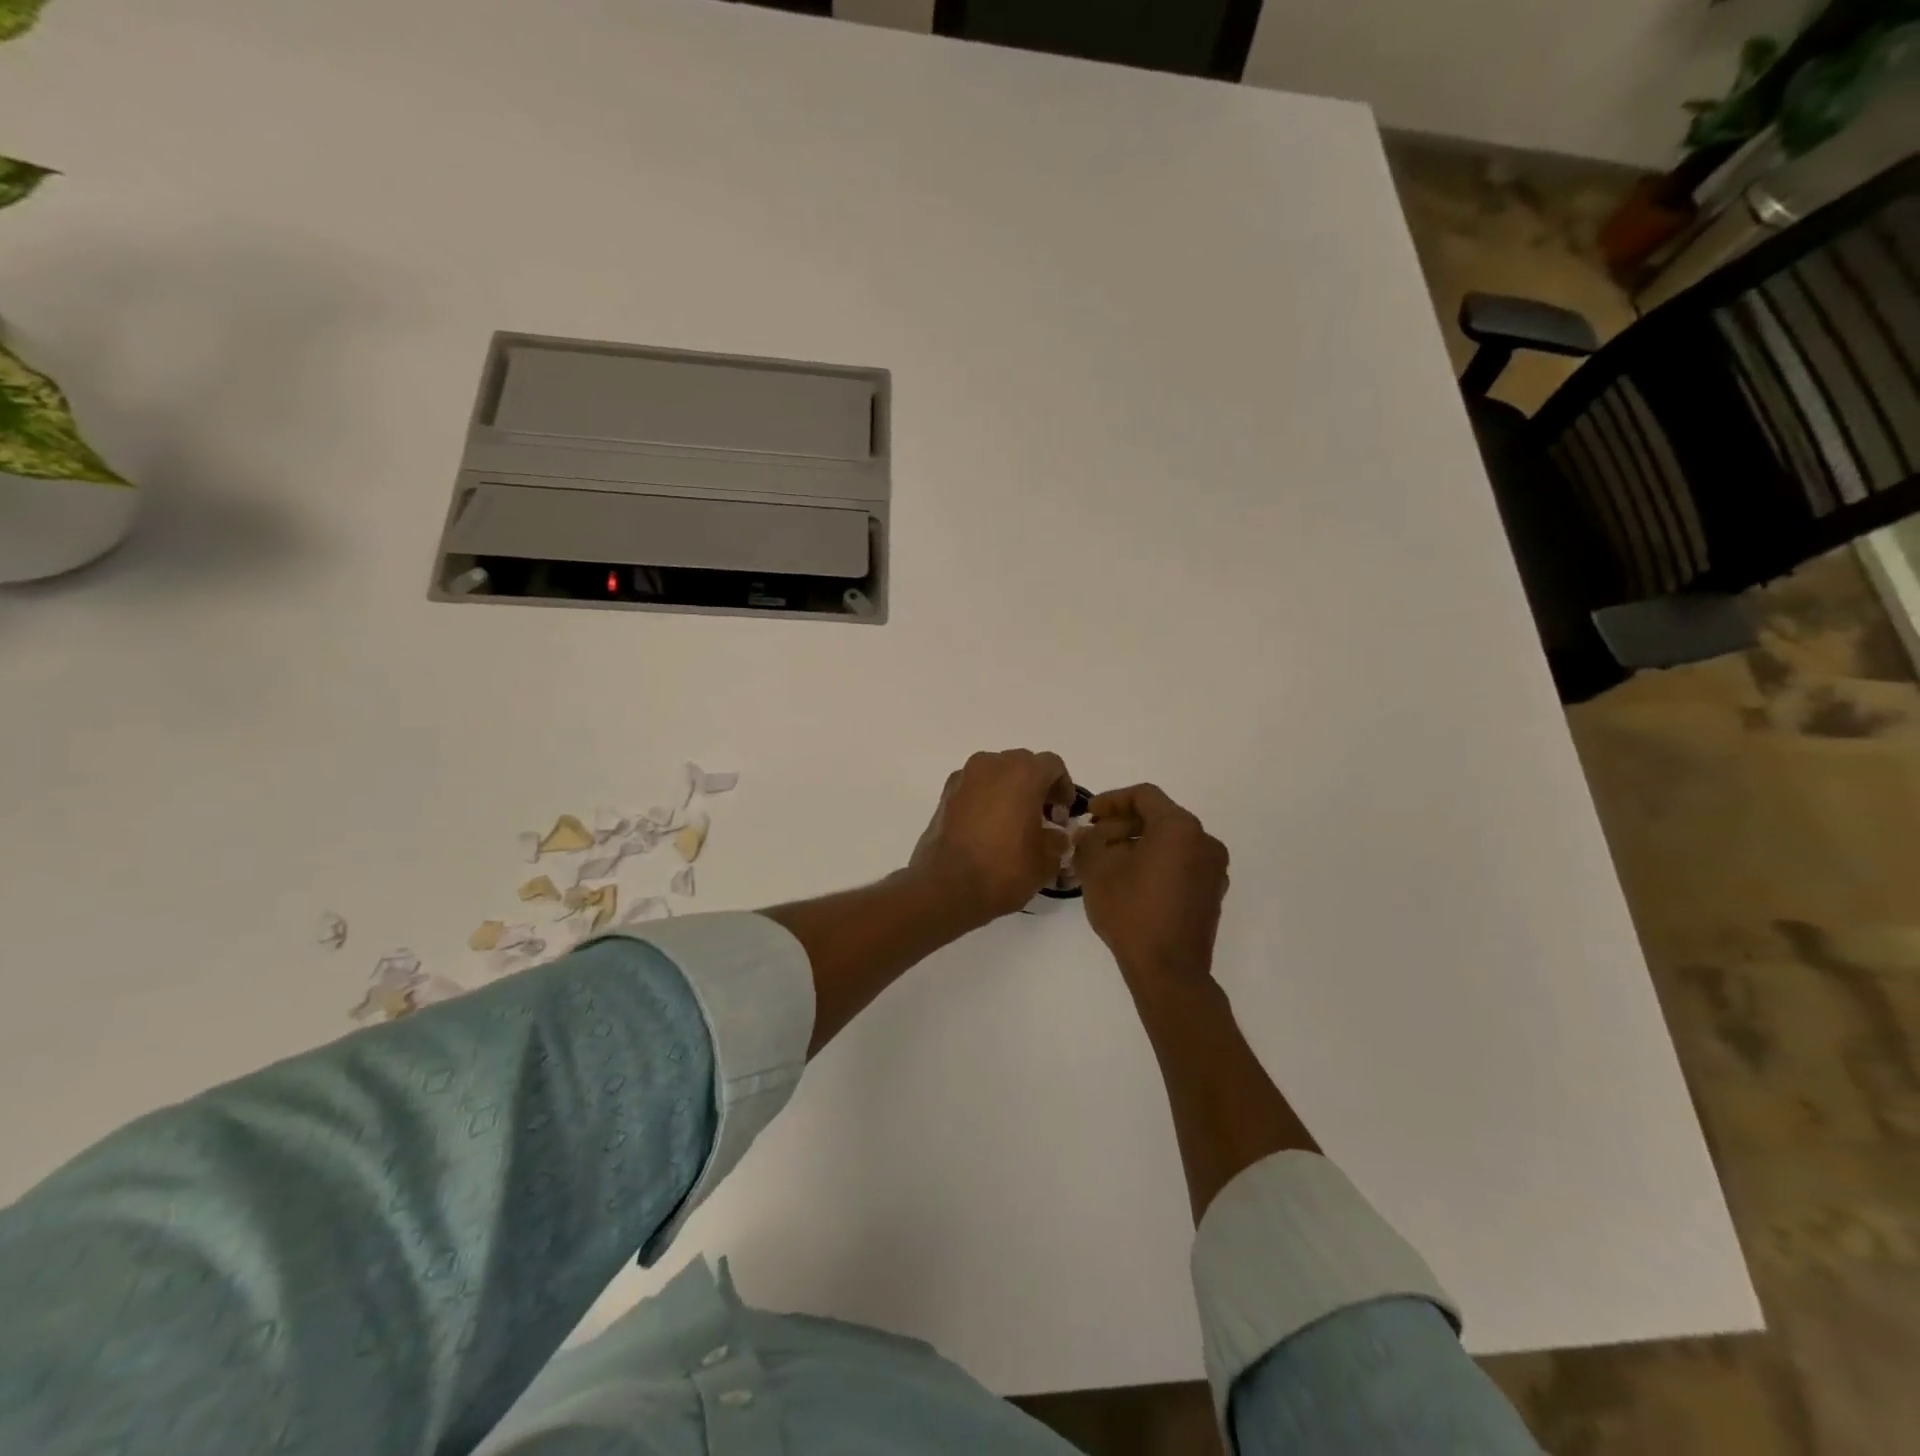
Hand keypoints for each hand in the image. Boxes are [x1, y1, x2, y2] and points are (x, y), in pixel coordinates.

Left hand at [909, 750, 1073, 927]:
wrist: (946, 887)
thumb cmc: (1004, 869)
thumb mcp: (1046, 860)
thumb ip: (1058, 839)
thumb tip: (1055, 835)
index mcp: (1022, 772)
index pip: (1052, 765)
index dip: (1063, 788)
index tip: (1063, 814)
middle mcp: (992, 765)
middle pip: (1022, 764)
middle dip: (1036, 787)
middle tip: (1042, 817)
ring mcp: (964, 777)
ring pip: (996, 774)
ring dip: (1009, 791)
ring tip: (1014, 824)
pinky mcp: (945, 795)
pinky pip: (974, 788)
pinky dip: (986, 800)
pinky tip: (989, 829)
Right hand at [1073, 784, 1228, 988]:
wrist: (1169, 971)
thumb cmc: (1132, 912)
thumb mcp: (1098, 871)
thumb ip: (1089, 841)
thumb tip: (1088, 834)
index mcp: (1179, 828)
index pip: (1144, 796)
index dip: (1112, 800)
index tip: (1088, 815)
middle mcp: (1204, 841)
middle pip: (1159, 818)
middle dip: (1123, 825)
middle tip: (1094, 840)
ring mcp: (1213, 869)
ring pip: (1171, 842)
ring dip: (1138, 844)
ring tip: (1108, 862)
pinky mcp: (1212, 893)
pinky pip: (1181, 863)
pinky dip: (1156, 862)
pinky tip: (1131, 881)